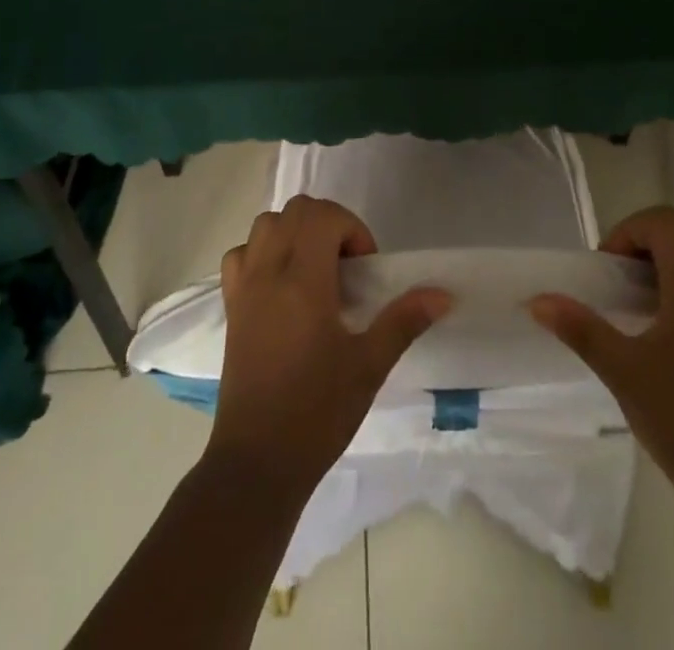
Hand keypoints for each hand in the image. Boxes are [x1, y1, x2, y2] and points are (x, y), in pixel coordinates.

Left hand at [208, 195, 451, 493]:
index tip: (365, 269)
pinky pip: (241, 254)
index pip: (323, 216)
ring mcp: (243, 287)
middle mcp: (268, 272)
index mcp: (303, 280)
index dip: (352, 229)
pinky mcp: (230, 307)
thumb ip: (404, 320)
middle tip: (347, 267)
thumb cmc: (317, 412)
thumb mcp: (369, 366)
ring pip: (265, 224)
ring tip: (316, 272)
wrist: (257, 463)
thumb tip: (443, 294)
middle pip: (295, 211)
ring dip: (295, 233)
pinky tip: (281, 286)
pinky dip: (263, 252)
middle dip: (328, 224)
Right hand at [529, 206, 673, 487]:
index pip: (663, 221)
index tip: (604, 268)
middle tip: (615, 275)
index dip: (627, 231)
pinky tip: (660, 322)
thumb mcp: (621, 369)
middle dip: (643, 239)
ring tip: (634, 296)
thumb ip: (579, 327)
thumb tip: (537, 300)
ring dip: (664, 258)